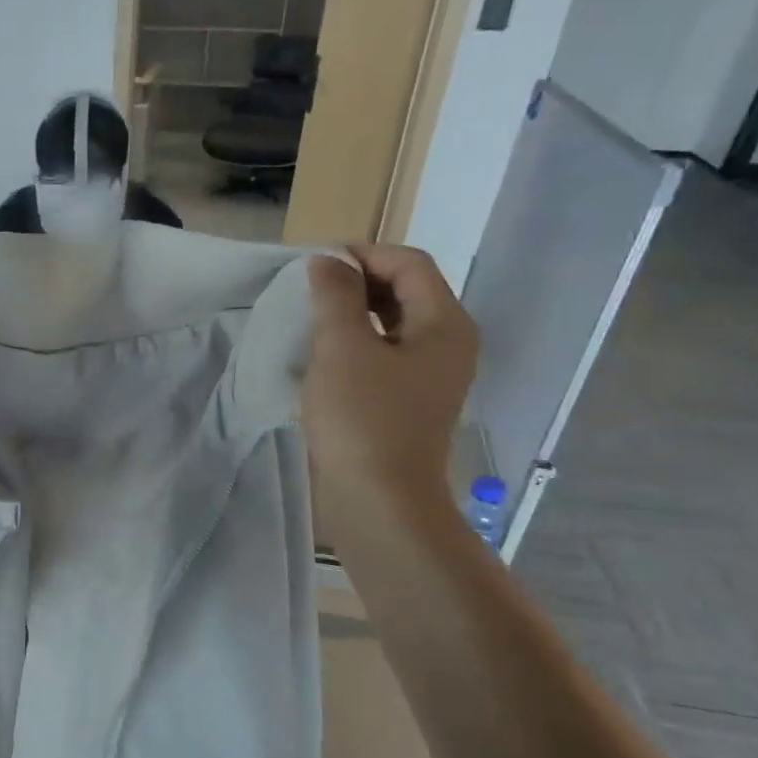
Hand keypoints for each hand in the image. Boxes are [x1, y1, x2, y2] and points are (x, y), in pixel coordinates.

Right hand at [303, 244, 476, 515]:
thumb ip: (335, 297)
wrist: (379, 502)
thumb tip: (328, 263)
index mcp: (445, 324)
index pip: (409, 264)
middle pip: (406, 292)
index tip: (315, 263)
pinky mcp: (409, 404)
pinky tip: (324, 360)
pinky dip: (356, 347)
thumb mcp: (342, 348)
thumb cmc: (363, 419)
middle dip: (358, 284)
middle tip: (310, 291)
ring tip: (311, 321)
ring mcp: (430, 378)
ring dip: (353, 316)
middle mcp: (447, 345)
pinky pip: (385, 358)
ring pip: (392, 327)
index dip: (364, 254)